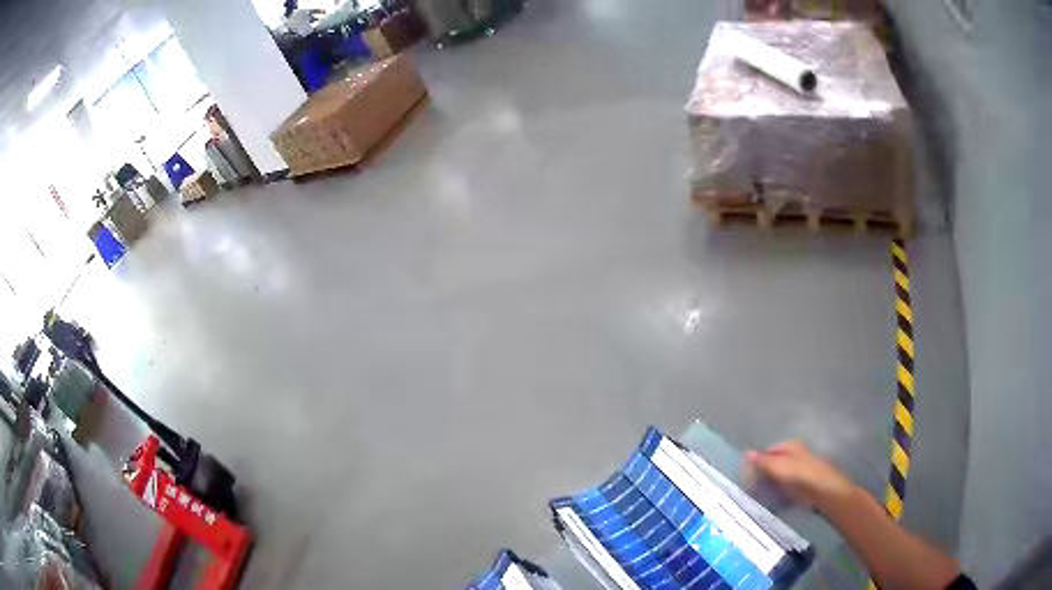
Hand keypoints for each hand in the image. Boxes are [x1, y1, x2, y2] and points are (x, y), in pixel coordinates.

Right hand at [745, 440, 853, 509]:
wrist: (823, 491)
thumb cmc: (800, 475)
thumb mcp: (778, 467)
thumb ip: (762, 461)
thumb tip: (746, 452)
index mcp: (790, 446)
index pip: (768, 451)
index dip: (758, 463)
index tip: (749, 477)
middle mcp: (797, 454)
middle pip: (775, 464)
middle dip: (765, 477)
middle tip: (755, 490)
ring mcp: (802, 469)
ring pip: (781, 477)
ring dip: (772, 487)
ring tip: (764, 498)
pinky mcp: (805, 483)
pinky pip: (788, 488)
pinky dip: (781, 494)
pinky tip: (777, 503)